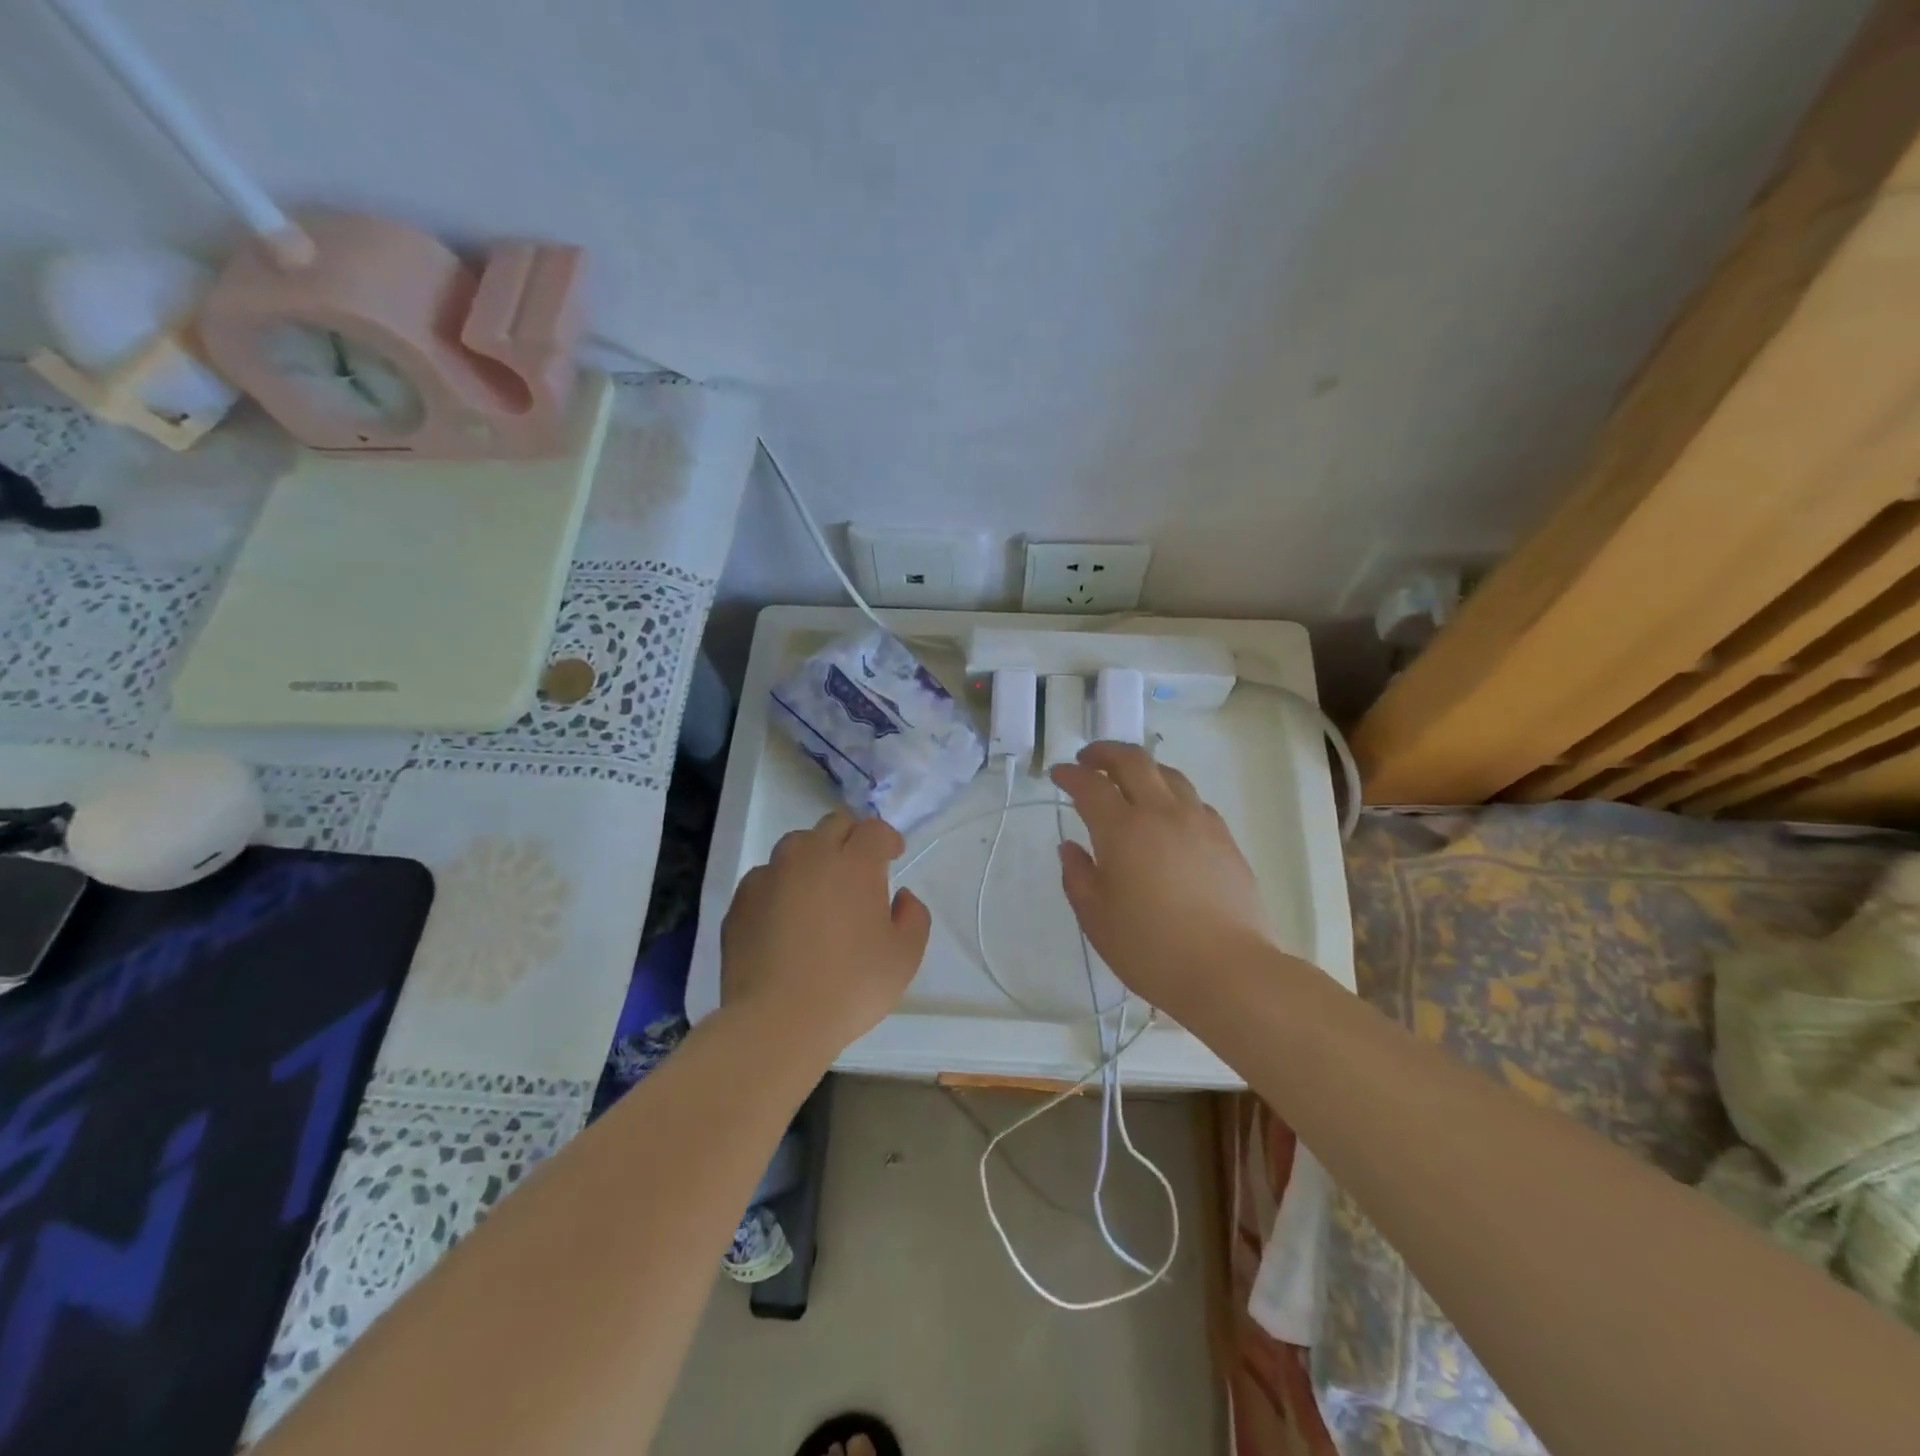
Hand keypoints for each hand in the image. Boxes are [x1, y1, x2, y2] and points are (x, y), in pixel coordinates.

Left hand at [720, 810, 930, 1053]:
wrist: (776, 1021)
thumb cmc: (850, 986)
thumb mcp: (904, 957)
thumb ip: (913, 916)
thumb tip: (901, 896)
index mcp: (854, 863)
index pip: (874, 829)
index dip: (887, 839)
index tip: (893, 856)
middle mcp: (810, 856)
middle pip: (833, 825)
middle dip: (851, 838)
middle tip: (859, 868)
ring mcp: (770, 875)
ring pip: (796, 845)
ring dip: (814, 856)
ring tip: (819, 888)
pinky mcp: (741, 899)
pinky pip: (766, 877)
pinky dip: (781, 885)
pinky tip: (785, 915)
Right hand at [1050, 742, 1271, 1019]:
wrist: (1230, 971)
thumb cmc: (1151, 949)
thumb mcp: (1097, 918)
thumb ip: (1078, 876)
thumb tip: (1071, 847)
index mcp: (1123, 830)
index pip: (1090, 786)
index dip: (1070, 775)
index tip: (1058, 774)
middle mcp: (1162, 813)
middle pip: (1133, 761)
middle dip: (1106, 752)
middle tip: (1089, 759)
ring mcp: (1199, 822)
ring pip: (1168, 774)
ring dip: (1142, 767)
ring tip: (1129, 779)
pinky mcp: (1225, 839)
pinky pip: (1193, 799)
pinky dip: (1171, 793)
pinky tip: (1168, 814)